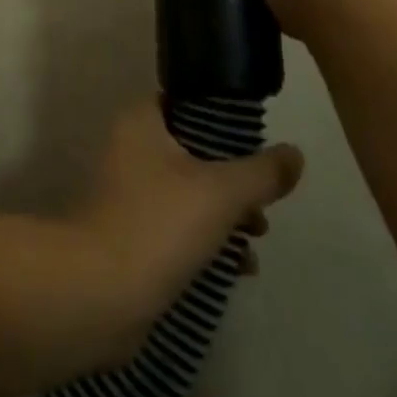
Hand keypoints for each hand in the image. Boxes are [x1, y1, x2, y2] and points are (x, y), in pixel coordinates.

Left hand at [70, 100, 301, 359]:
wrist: (100, 293)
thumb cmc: (159, 224)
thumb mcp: (222, 192)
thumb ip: (262, 172)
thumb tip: (295, 153)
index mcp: (141, 123)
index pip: (186, 103)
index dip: (223, 120)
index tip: (257, 144)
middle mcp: (130, 149)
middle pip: (193, 151)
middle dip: (233, 177)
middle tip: (263, 202)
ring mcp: (128, 194)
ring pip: (188, 191)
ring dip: (225, 213)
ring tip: (258, 237)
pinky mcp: (132, 234)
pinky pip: (178, 226)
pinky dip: (208, 240)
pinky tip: (239, 267)